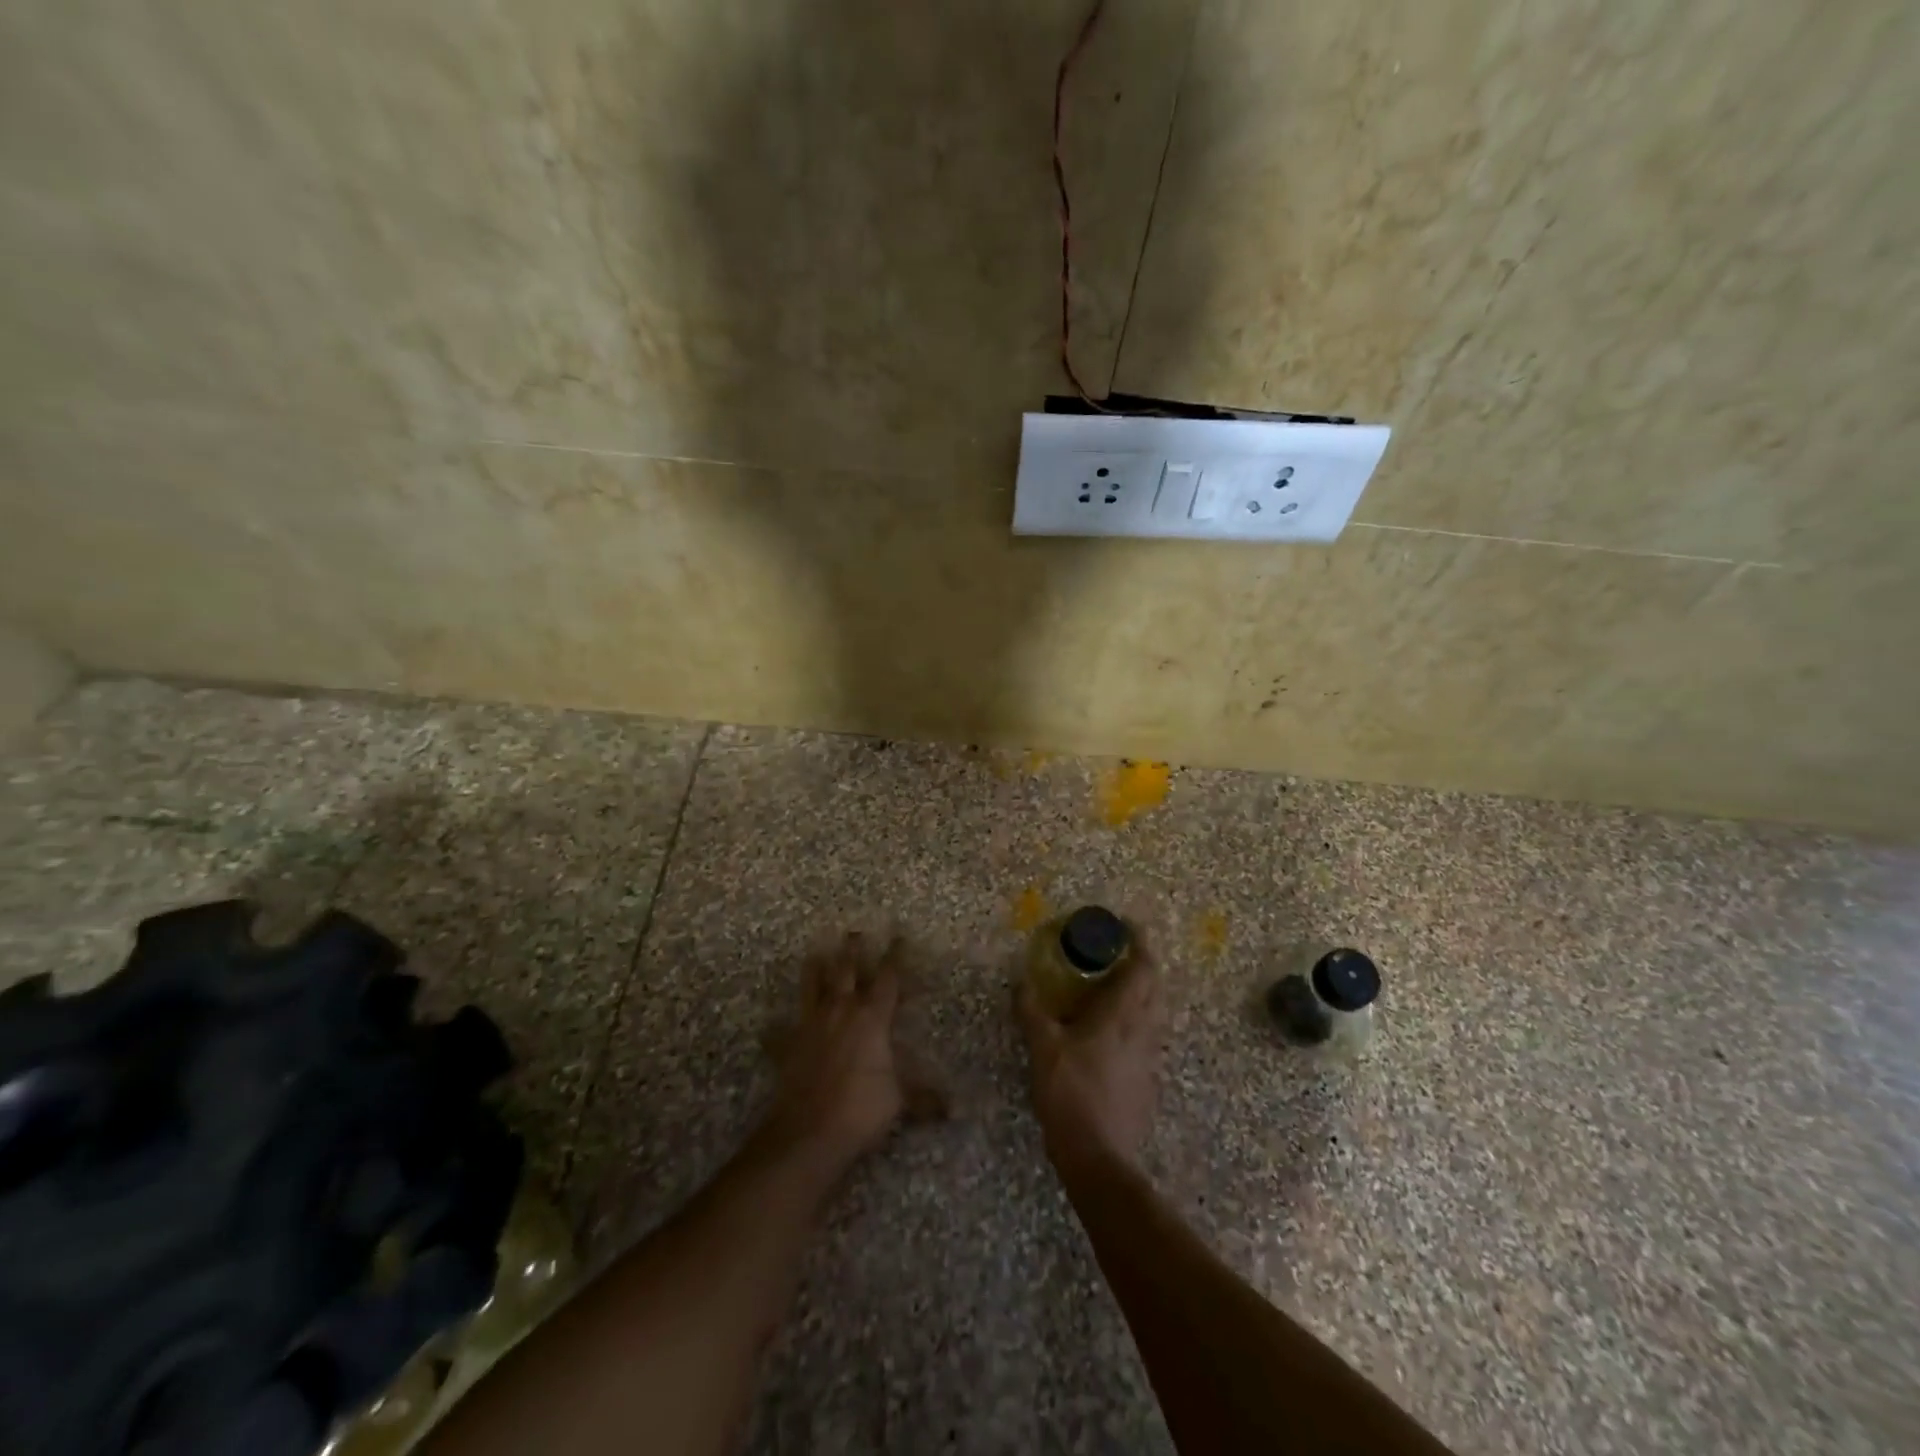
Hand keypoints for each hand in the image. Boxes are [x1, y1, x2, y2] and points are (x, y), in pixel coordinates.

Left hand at [762, 933, 905, 1169]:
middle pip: (846, 971)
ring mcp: (811, 1025)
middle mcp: (841, 1011)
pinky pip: (782, 1030)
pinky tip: (771, 1025)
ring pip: (812, 987)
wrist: (809, 1131)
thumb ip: (925, 1099)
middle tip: (853, 932)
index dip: (895, 956)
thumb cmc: (861, 1108)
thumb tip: (954, 1110)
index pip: (888, 978)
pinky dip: (778, 1027)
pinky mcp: (789, 1045)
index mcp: (872, 1018)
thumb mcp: (900, 1101)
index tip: (899, 935)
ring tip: (815, 954)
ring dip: (815, 970)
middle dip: (852, 950)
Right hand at [1017, 949, 1163, 1173]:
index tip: (1128, 926)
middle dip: (1144, 965)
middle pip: (1156, 987)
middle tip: (1120, 955)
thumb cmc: (1070, 1094)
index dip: (1140, 942)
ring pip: (1156, 1014)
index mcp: (1120, 1016)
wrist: (1099, 1157)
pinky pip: (1150, 1038)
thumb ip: (1031, 1011)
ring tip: (1118, 989)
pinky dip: (1138, 1023)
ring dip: (1144, 993)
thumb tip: (1019, 980)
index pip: (1143, 968)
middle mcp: (1143, 1031)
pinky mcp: (1149, 1081)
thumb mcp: (1042, 1049)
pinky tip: (1116, 1035)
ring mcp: (1150, 1058)